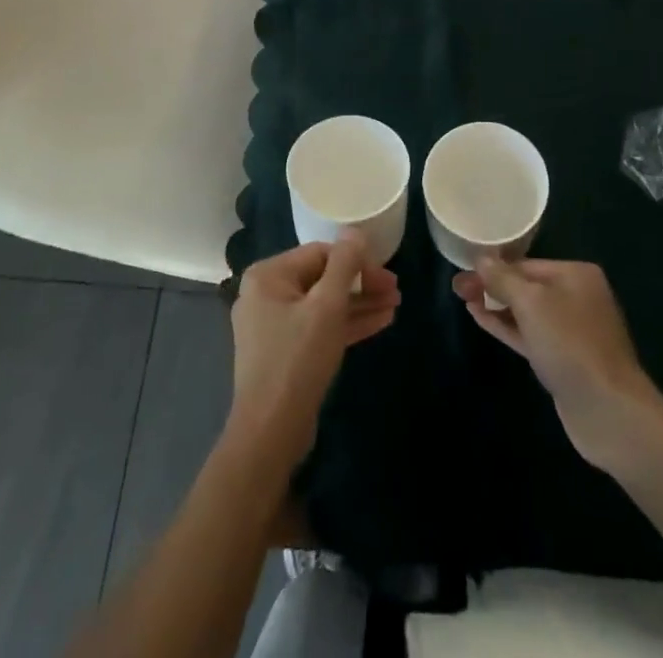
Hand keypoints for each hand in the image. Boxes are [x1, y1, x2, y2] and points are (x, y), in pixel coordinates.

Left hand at [228, 233, 399, 460]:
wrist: (270, 432)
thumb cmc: (298, 359)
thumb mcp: (327, 306)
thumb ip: (344, 264)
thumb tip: (354, 231)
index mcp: (268, 275)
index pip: (320, 253)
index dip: (357, 261)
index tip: (388, 276)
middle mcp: (266, 294)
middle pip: (322, 278)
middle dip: (361, 284)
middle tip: (396, 291)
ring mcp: (273, 325)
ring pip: (323, 305)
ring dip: (359, 304)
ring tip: (395, 306)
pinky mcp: (284, 352)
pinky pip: (318, 327)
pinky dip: (345, 324)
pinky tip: (379, 322)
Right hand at [454, 258, 662, 470]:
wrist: (608, 411)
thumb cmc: (570, 344)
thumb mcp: (531, 302)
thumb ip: (503, 278)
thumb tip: (481, 258)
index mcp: (576, 275)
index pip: (526, 263)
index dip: (492, 267)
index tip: (462, 271)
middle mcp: (577, 297)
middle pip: (526, 286)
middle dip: (492, 287)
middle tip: (456, 289)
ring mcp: (572, 331)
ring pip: (526, 312)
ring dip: (496, 306)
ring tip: (465, 301)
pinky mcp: (564, 360)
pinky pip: (530, 335)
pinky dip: (507, 327)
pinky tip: (481, 320)